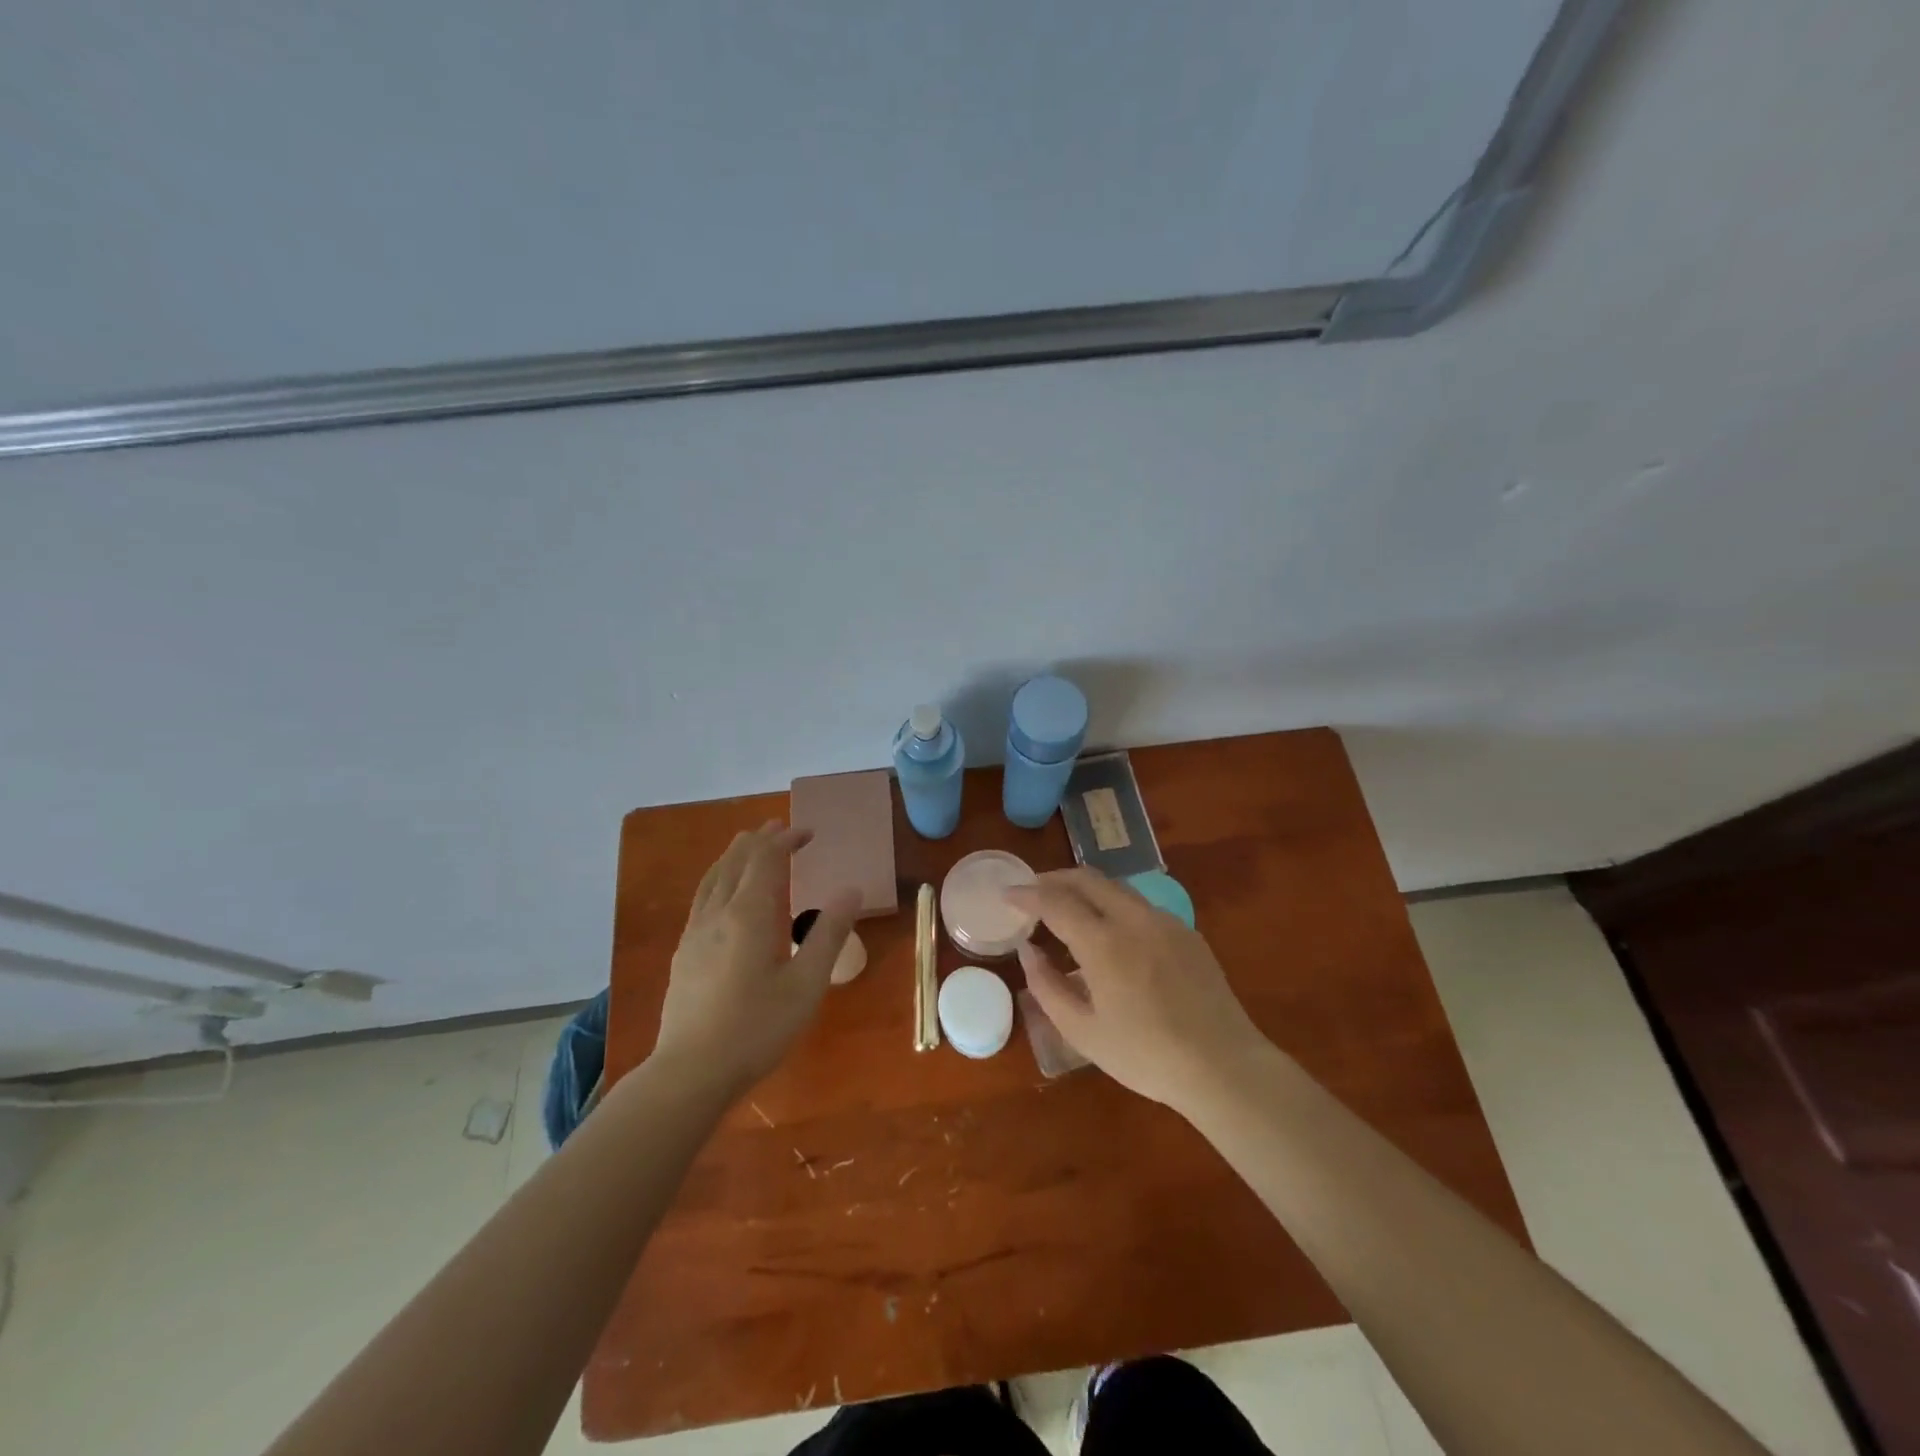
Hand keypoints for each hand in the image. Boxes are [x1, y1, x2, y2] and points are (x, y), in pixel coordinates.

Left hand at [655, 822, 858, 1096]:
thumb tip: (851, 890)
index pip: (765, 859)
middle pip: (736, 861)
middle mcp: (717, 914)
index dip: (785, 840)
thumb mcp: (806, 984)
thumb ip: (828, 933)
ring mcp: (694, 933)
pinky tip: (723, 894)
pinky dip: (719, 878)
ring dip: (735, 855)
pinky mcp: (683, 953)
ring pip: (714, 877)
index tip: (808, 833)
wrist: (690, 1073)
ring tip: (750, 846)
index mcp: (748, 915)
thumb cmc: (756, 1029)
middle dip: (760, 840)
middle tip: (781, 828)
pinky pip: (702, 897)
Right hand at [1007, 868, 1267, 1116]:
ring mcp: (1164, 921)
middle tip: (1032, 892)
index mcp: (1104, 942)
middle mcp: (1134, 919)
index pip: (1055, 901)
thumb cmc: (1145, 1056)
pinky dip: (1112, 906)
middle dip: (1054, 879)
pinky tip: (1109, 933)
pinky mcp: (1186, 932)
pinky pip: (1139, 906)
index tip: (1007, 894)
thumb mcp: (1082, 1031)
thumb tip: (1029, 950)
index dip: (1027, 893)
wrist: (1223, 1066)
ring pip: (1115, 887)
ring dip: (1084, 889)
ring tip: (1066, 909)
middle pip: (1086, 878)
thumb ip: (1047, 985)